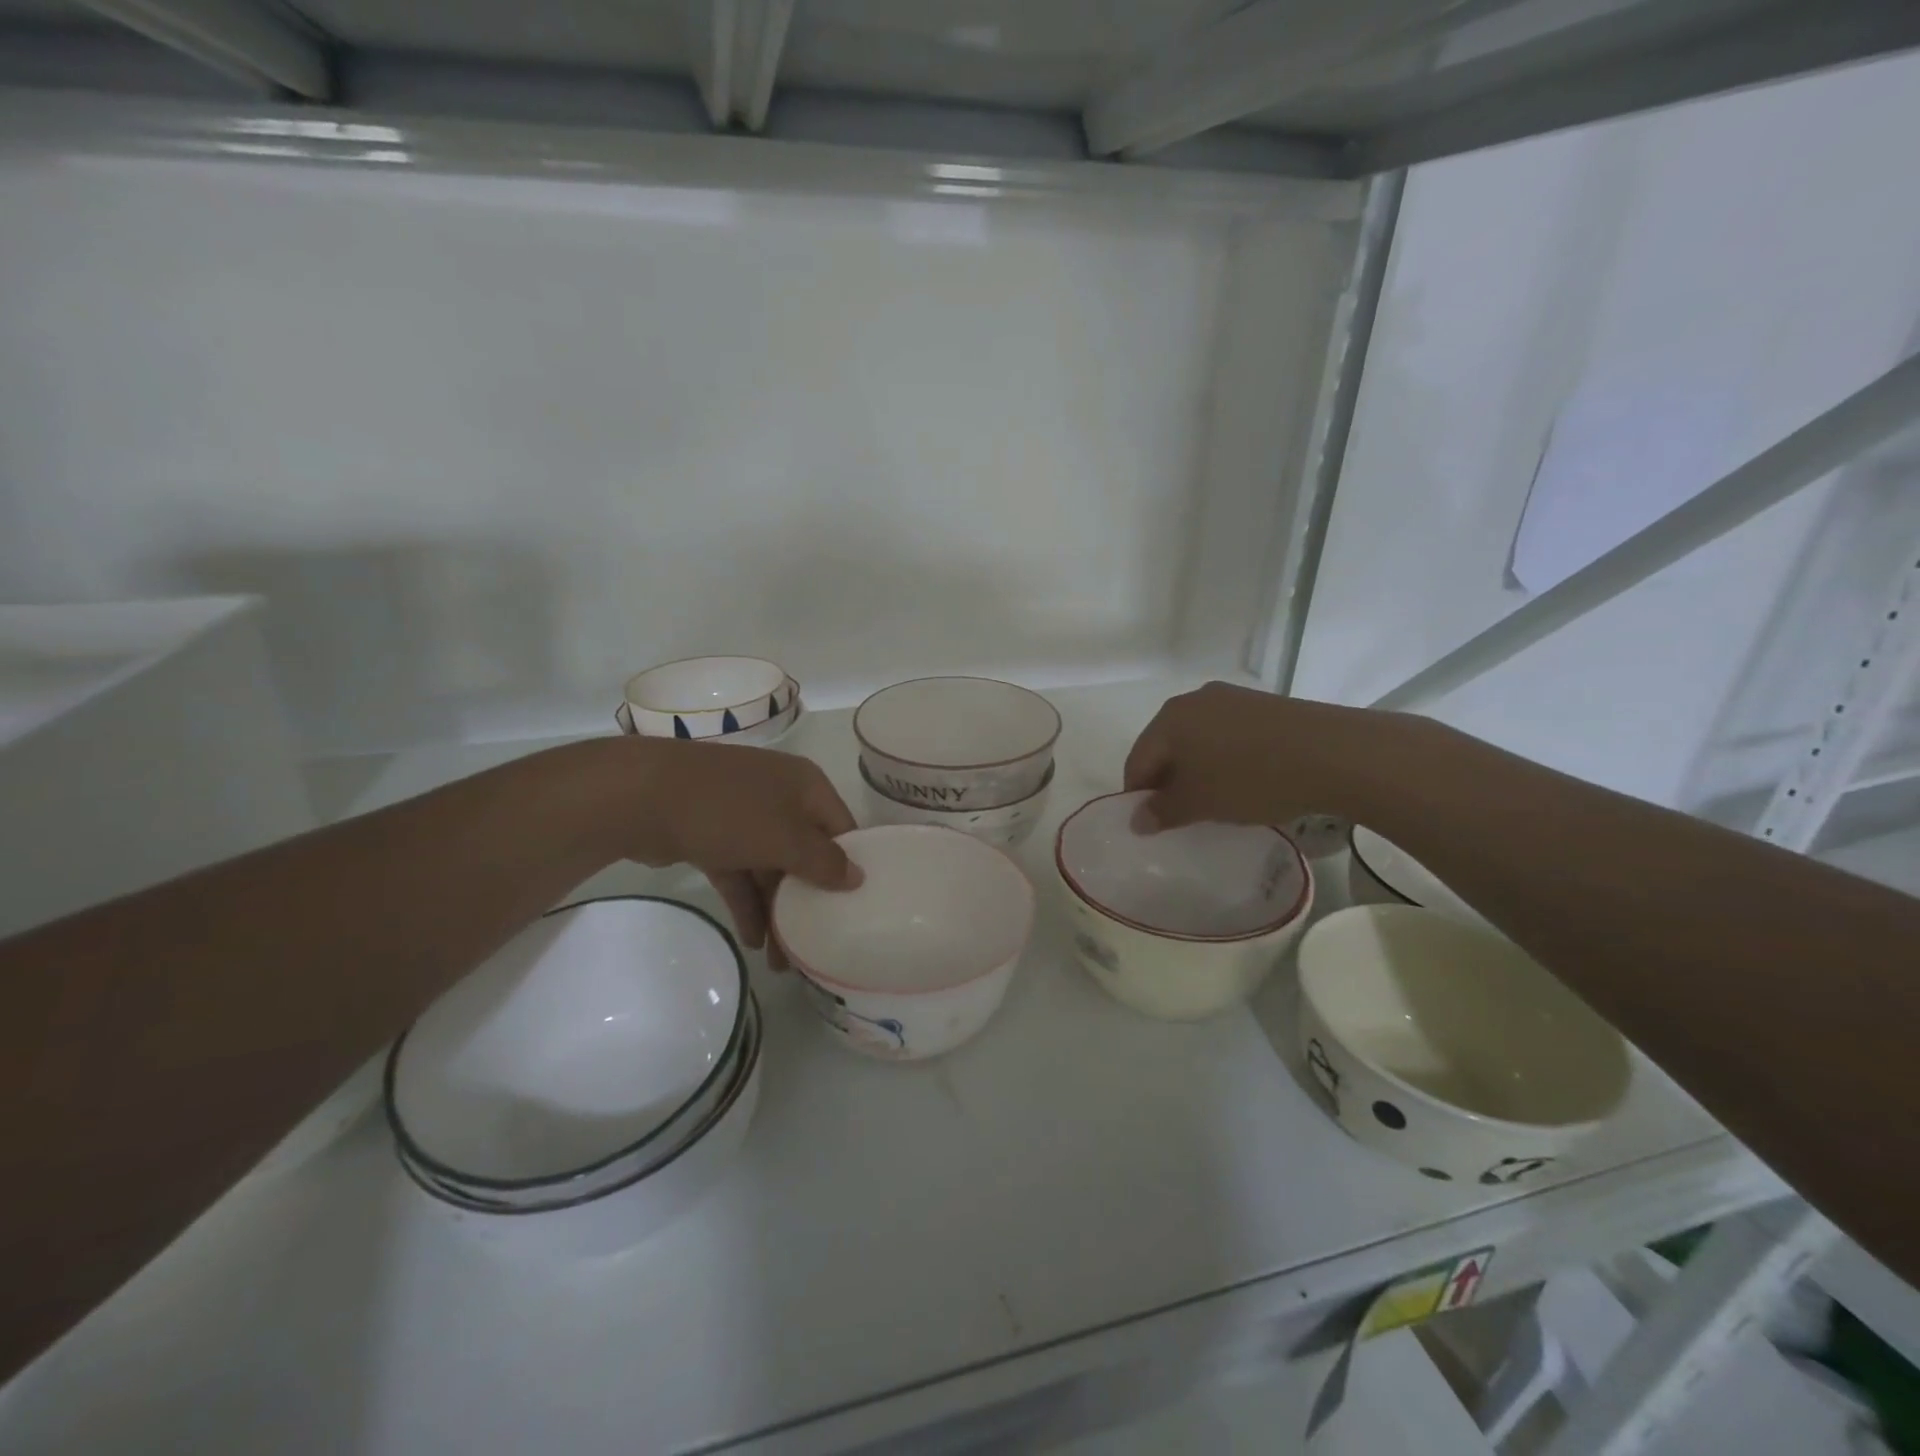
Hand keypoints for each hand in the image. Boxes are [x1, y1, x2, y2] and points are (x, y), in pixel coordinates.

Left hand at [614, 738, 861, 965]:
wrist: (641, 797)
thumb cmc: (728, 811)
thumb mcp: (785, 838)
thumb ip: (824, 862)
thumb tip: (858, 877)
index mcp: (805, 786)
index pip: (841, 829)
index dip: (850, 867)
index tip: (855, 909)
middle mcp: (780, 796)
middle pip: (805, 853)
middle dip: (808, 900)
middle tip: (816, 945)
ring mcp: (743, 815)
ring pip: (771, 868)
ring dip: (777, 910)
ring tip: (782, 961)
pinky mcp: (712, 836)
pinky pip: (740, 873)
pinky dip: (747, 903)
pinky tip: (753, 941)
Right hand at [1123, 682, 1400, 829]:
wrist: (1333, 753)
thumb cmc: (1251, 778)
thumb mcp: (1201, 803)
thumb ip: (1163, 812)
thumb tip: (1136, 820)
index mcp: (1169, 718)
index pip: (1138, 759)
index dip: (1138, 795)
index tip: (1150, 824)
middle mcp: (1194, 700)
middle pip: (1166, 746)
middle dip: (1168, 780)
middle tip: (1181, 815)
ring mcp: (1231, 698)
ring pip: (1198, 740)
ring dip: (1197, 770)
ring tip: (1215, 800)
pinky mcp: (1262, 705)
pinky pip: (1228, 735)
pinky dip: (1224, 758)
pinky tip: (1244, 780)